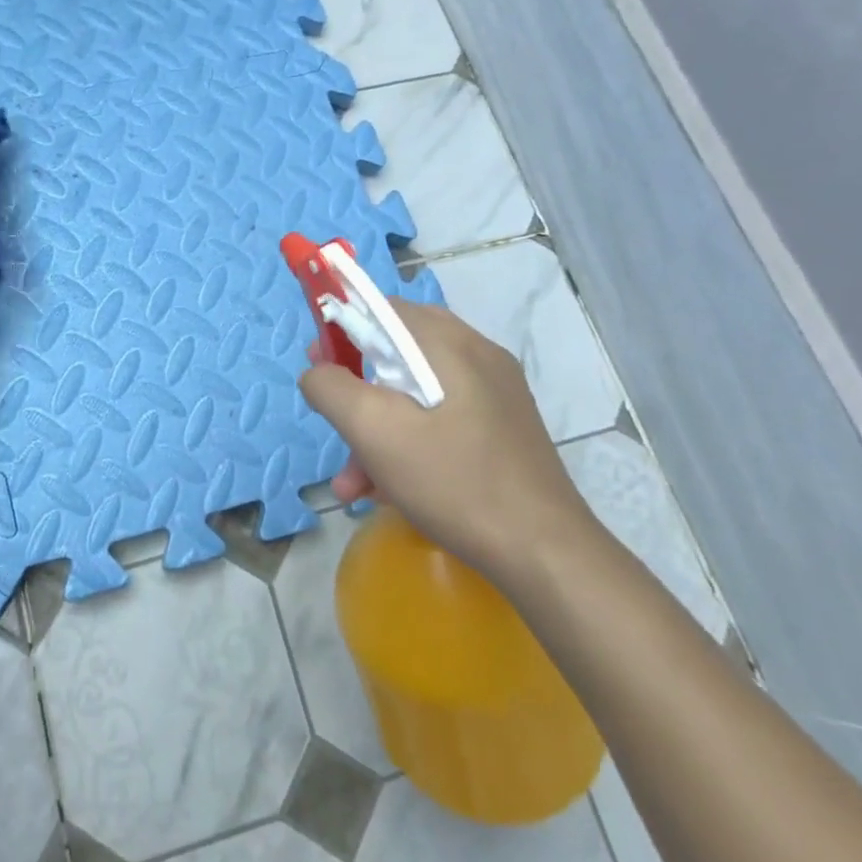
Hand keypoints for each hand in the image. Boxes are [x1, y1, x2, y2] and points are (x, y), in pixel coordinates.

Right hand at [298, 300, 596, 581]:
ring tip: (352, 483)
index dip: (342, 328)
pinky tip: (387, 492)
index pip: (384, 309)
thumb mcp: (375, 430)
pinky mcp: (501, 428)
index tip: (317, 363)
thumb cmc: (453, 480)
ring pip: (416, 394)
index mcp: (450, 344)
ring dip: (377, 430)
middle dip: (357, 391)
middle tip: (333, 420)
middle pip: (398, 354)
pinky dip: (408, 443)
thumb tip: (317, 372)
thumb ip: (331, 388)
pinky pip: (440, 419)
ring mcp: (494, 393)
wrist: (544, 552)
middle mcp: (477, 356)